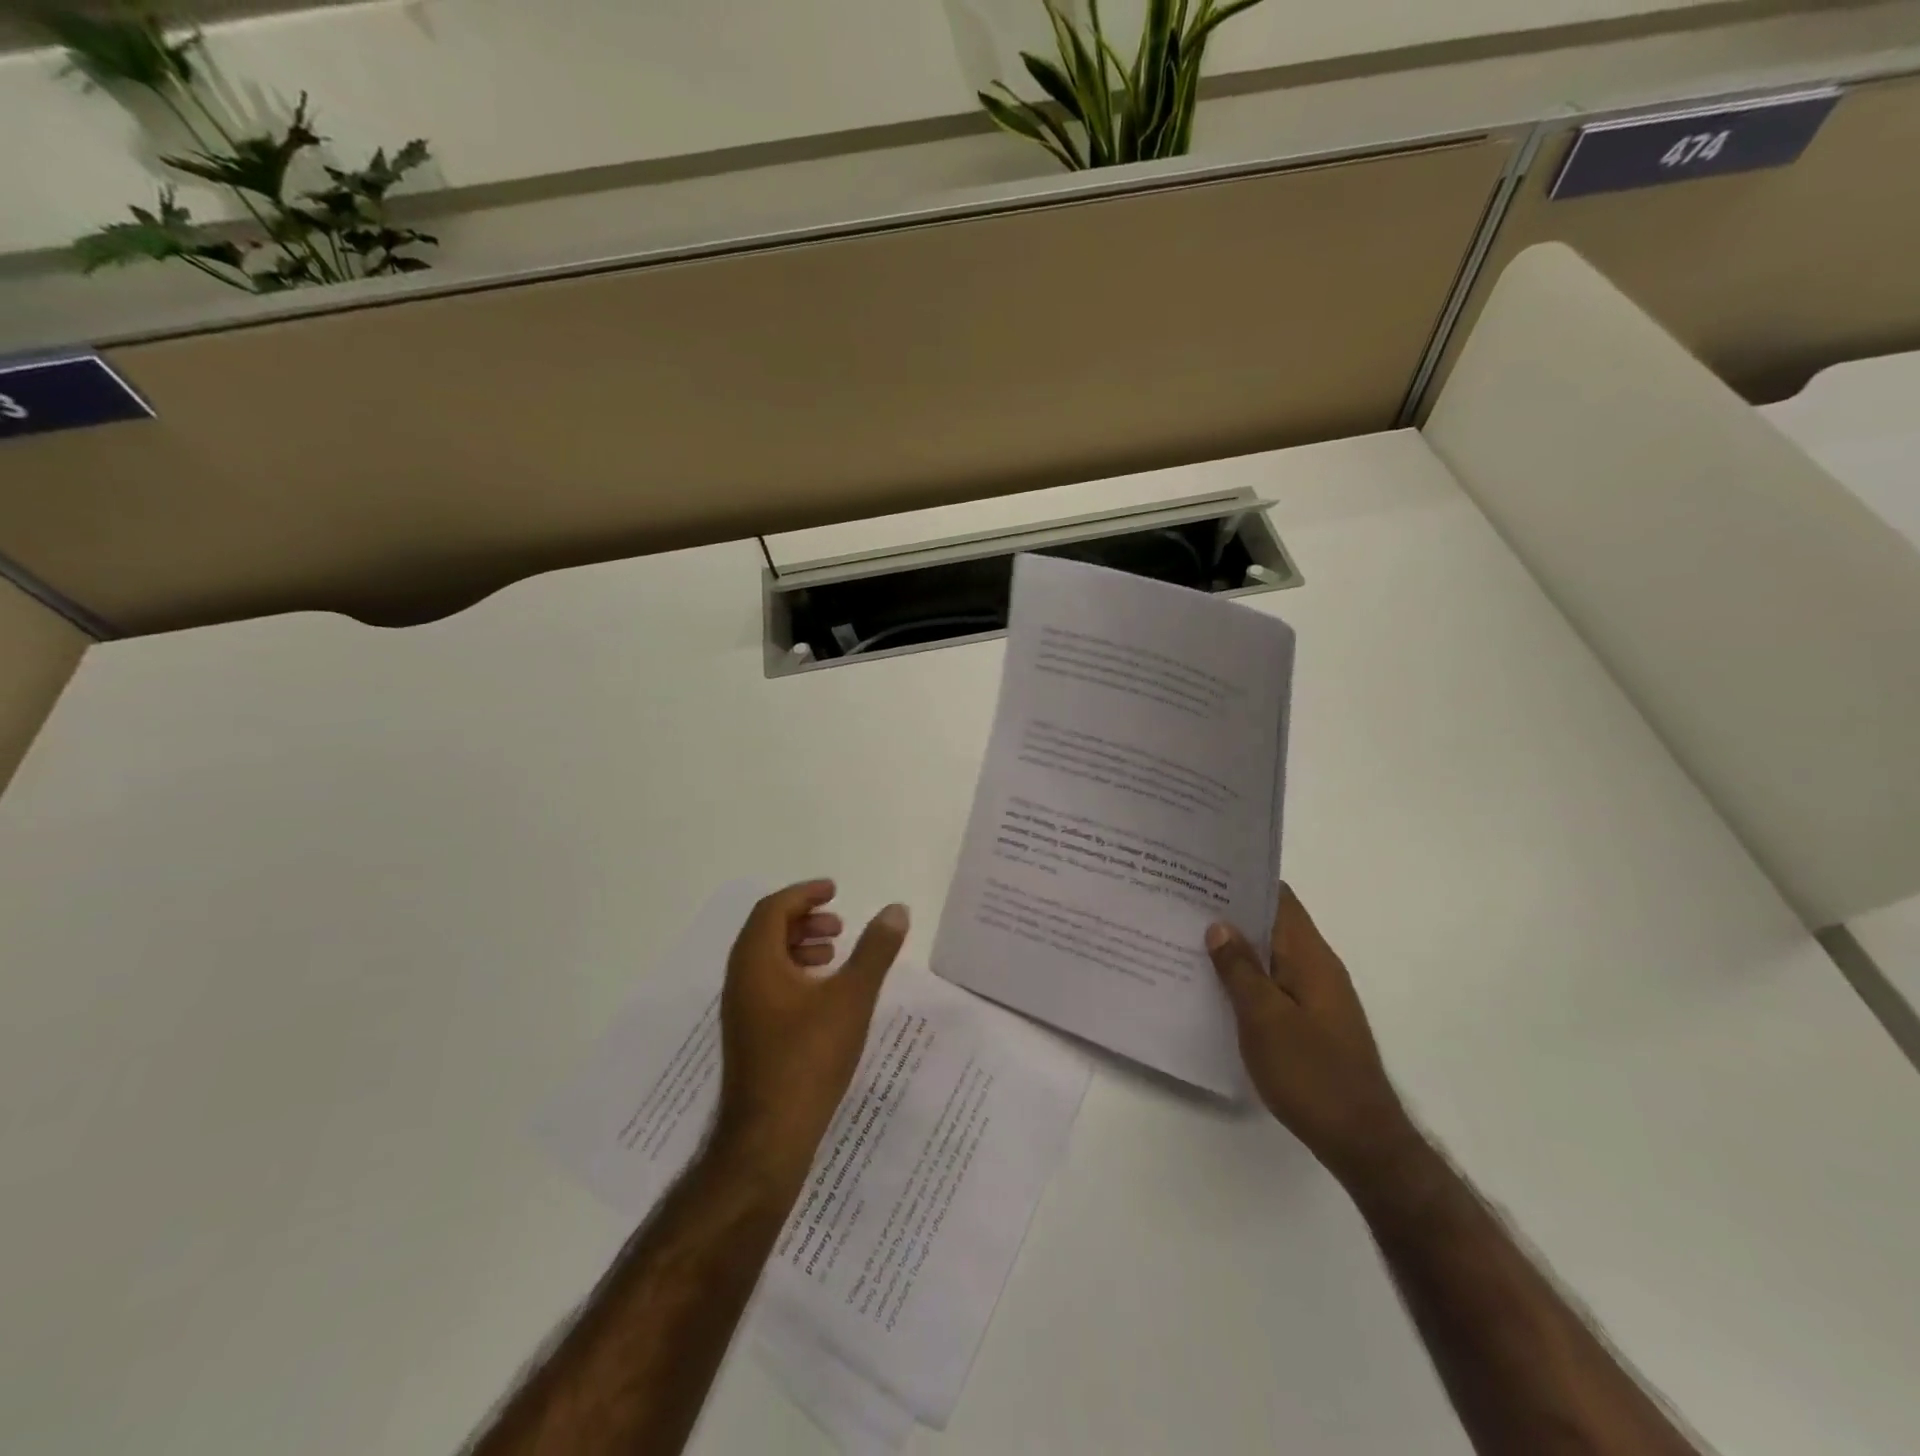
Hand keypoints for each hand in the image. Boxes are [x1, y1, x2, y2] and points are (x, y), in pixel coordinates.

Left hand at [714, 880, 908, 1180]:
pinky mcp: (749, 1037)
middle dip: (804, 919)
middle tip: (839, 925)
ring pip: (766, 960)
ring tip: (835, 955)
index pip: (773, 909)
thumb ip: (875, 950)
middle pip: (767, 931)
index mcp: (755, 962)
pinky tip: (825, 996)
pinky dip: (795, 974)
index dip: (804, 894)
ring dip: (799, 947)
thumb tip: (896, 910)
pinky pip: (768, 986)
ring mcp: (742, 1012)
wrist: (768, 1139)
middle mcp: (740, 980)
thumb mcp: (852, 997)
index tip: (834, 890)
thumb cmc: (809, 1058)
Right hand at [1207, 886, 1420, 1195]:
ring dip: (1237, 948)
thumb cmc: (1311, 1074)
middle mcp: (1318, 968)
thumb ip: (1240, 969)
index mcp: (1312, 957)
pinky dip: (1247, 978)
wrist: (1361, 1141)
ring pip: (1272, 957)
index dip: (1244, 881)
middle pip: (1273, 925)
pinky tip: (1215, 987)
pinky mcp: (1312, 1022)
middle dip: (1232, 914)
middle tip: (1183, 905)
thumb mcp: (1264, 1018)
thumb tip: (1220, 925)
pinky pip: (1274, 984)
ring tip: (1188, 940)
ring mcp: (1317, 997)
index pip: (1279, 899)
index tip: (1203, 874)